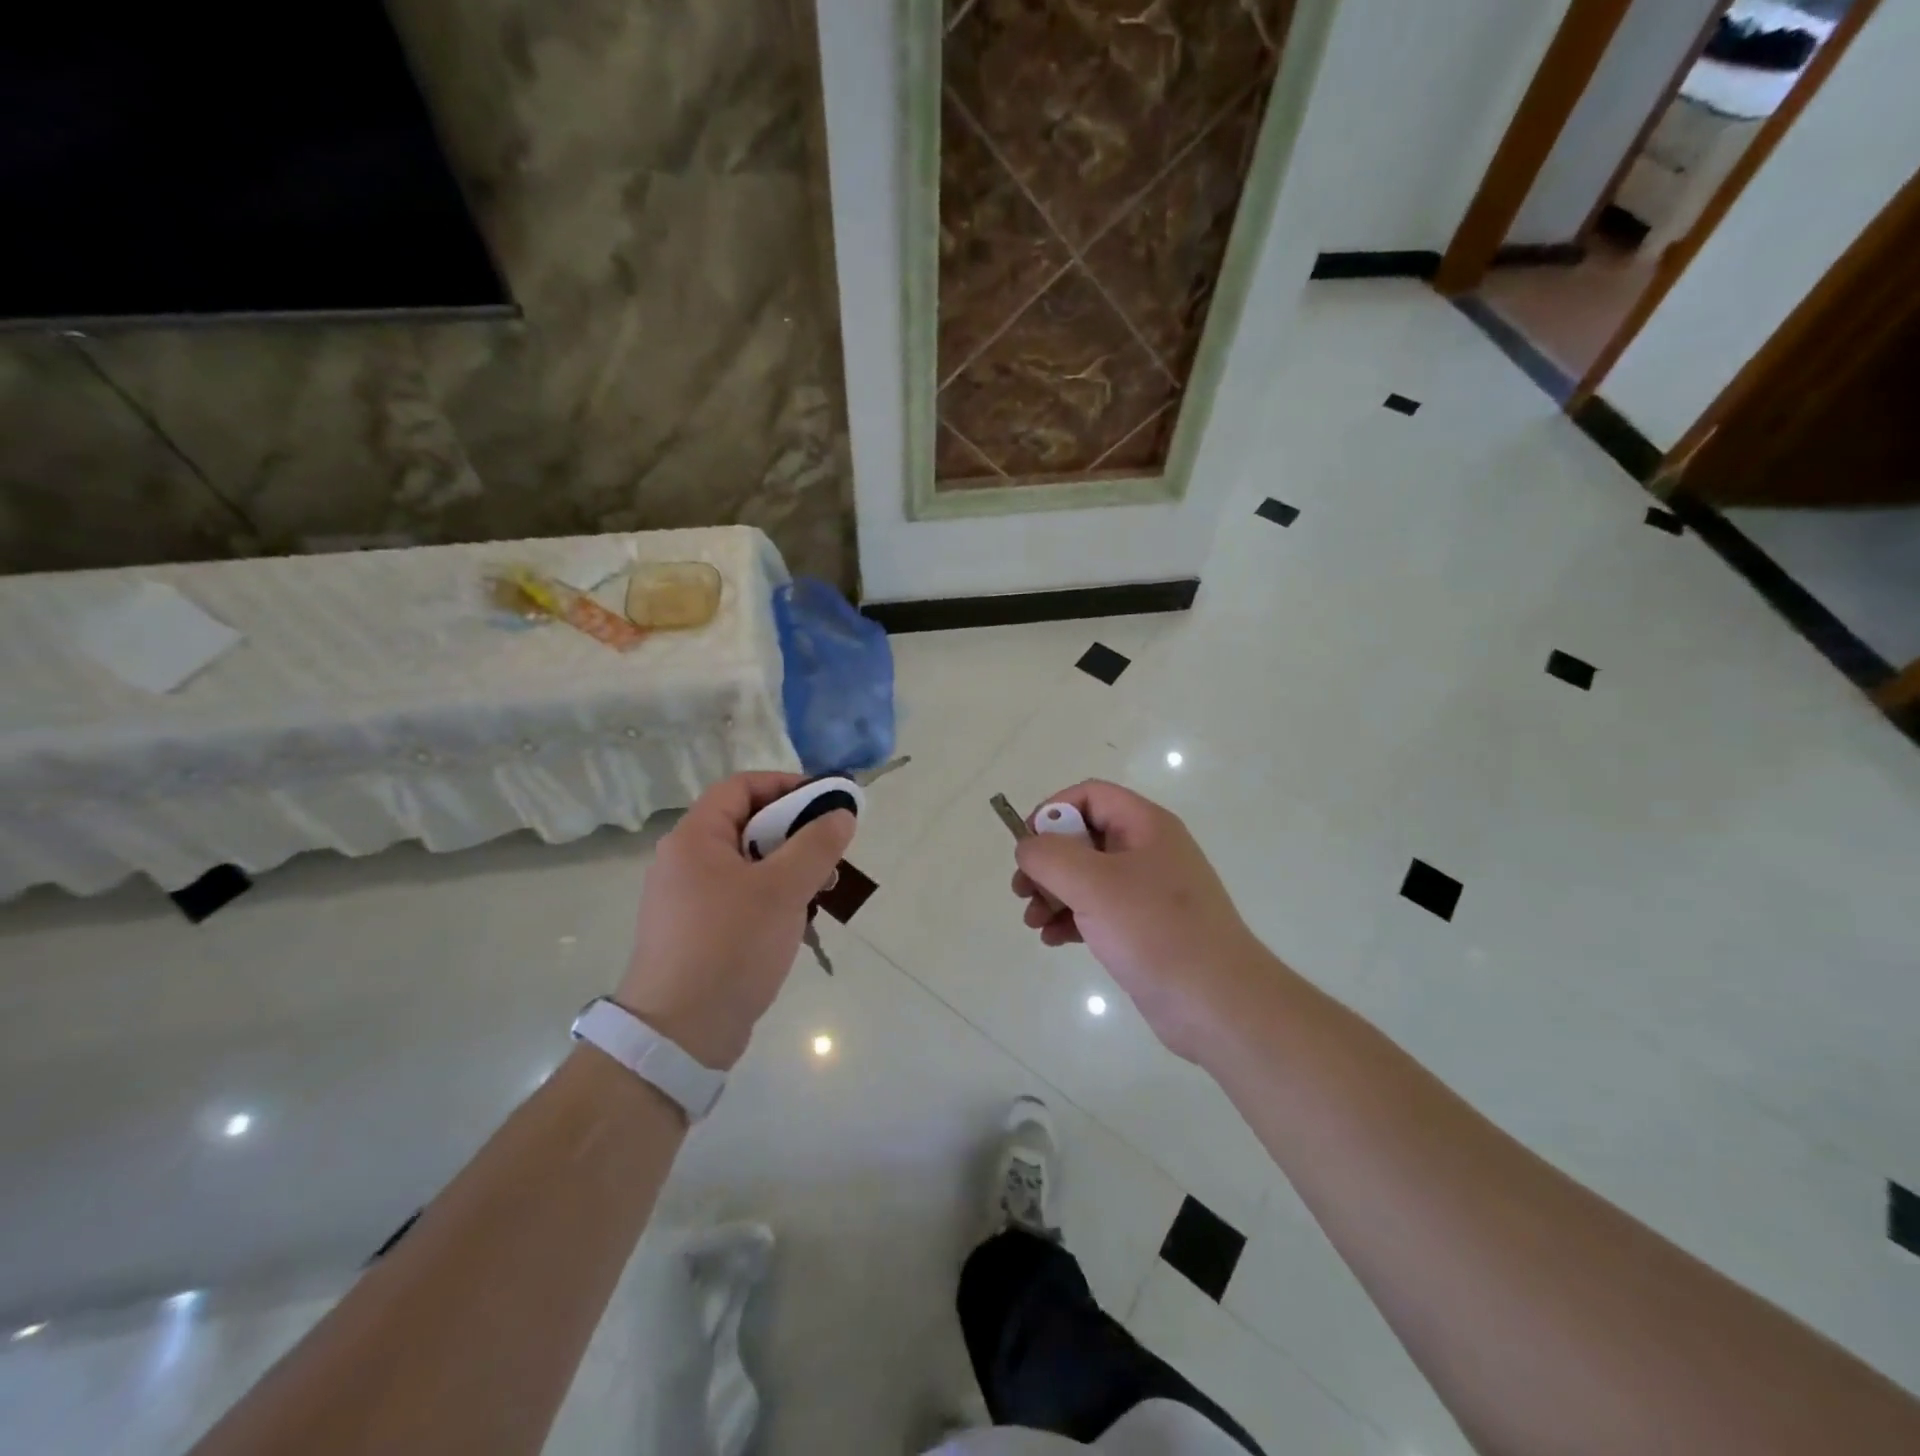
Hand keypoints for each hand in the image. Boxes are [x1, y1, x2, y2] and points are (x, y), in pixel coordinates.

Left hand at [617, 772, 853, 1069]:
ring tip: (821, 890)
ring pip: (747, 864)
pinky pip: (739, 896)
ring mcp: (687, 898)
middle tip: (830, 852)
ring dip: (787, 868)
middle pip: (745, 824)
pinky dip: (771, 897)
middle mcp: (684, 860)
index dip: (786, 785)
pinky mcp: (695, 931)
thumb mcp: (783, 890)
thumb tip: (841, 814)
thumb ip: (816, 845)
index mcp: (694, 838)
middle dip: (794, 832)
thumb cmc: (730, 946)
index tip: (826, 803)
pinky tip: (796, 920)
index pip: (741, 787)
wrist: (678, 1035)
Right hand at [1011, 781, 1268, 1059]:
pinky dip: (1070, 919)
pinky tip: (1052, 939)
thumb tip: (1027, 846)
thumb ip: (1050, 856)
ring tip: (1032, 921)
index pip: (1090, 795)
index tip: (1029, 846)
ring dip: (1052, 893)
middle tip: (1022, 890)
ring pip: (1086, 877)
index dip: (1054, 811)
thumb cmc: (1156, 931)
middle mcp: (1147, 851)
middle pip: (1083, 837)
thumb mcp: (1094, 884)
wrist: (1217, 1004)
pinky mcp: (1142, 928)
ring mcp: (1146, 892)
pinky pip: (1097, 911)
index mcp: (1146, 826)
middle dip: (1047, 861)